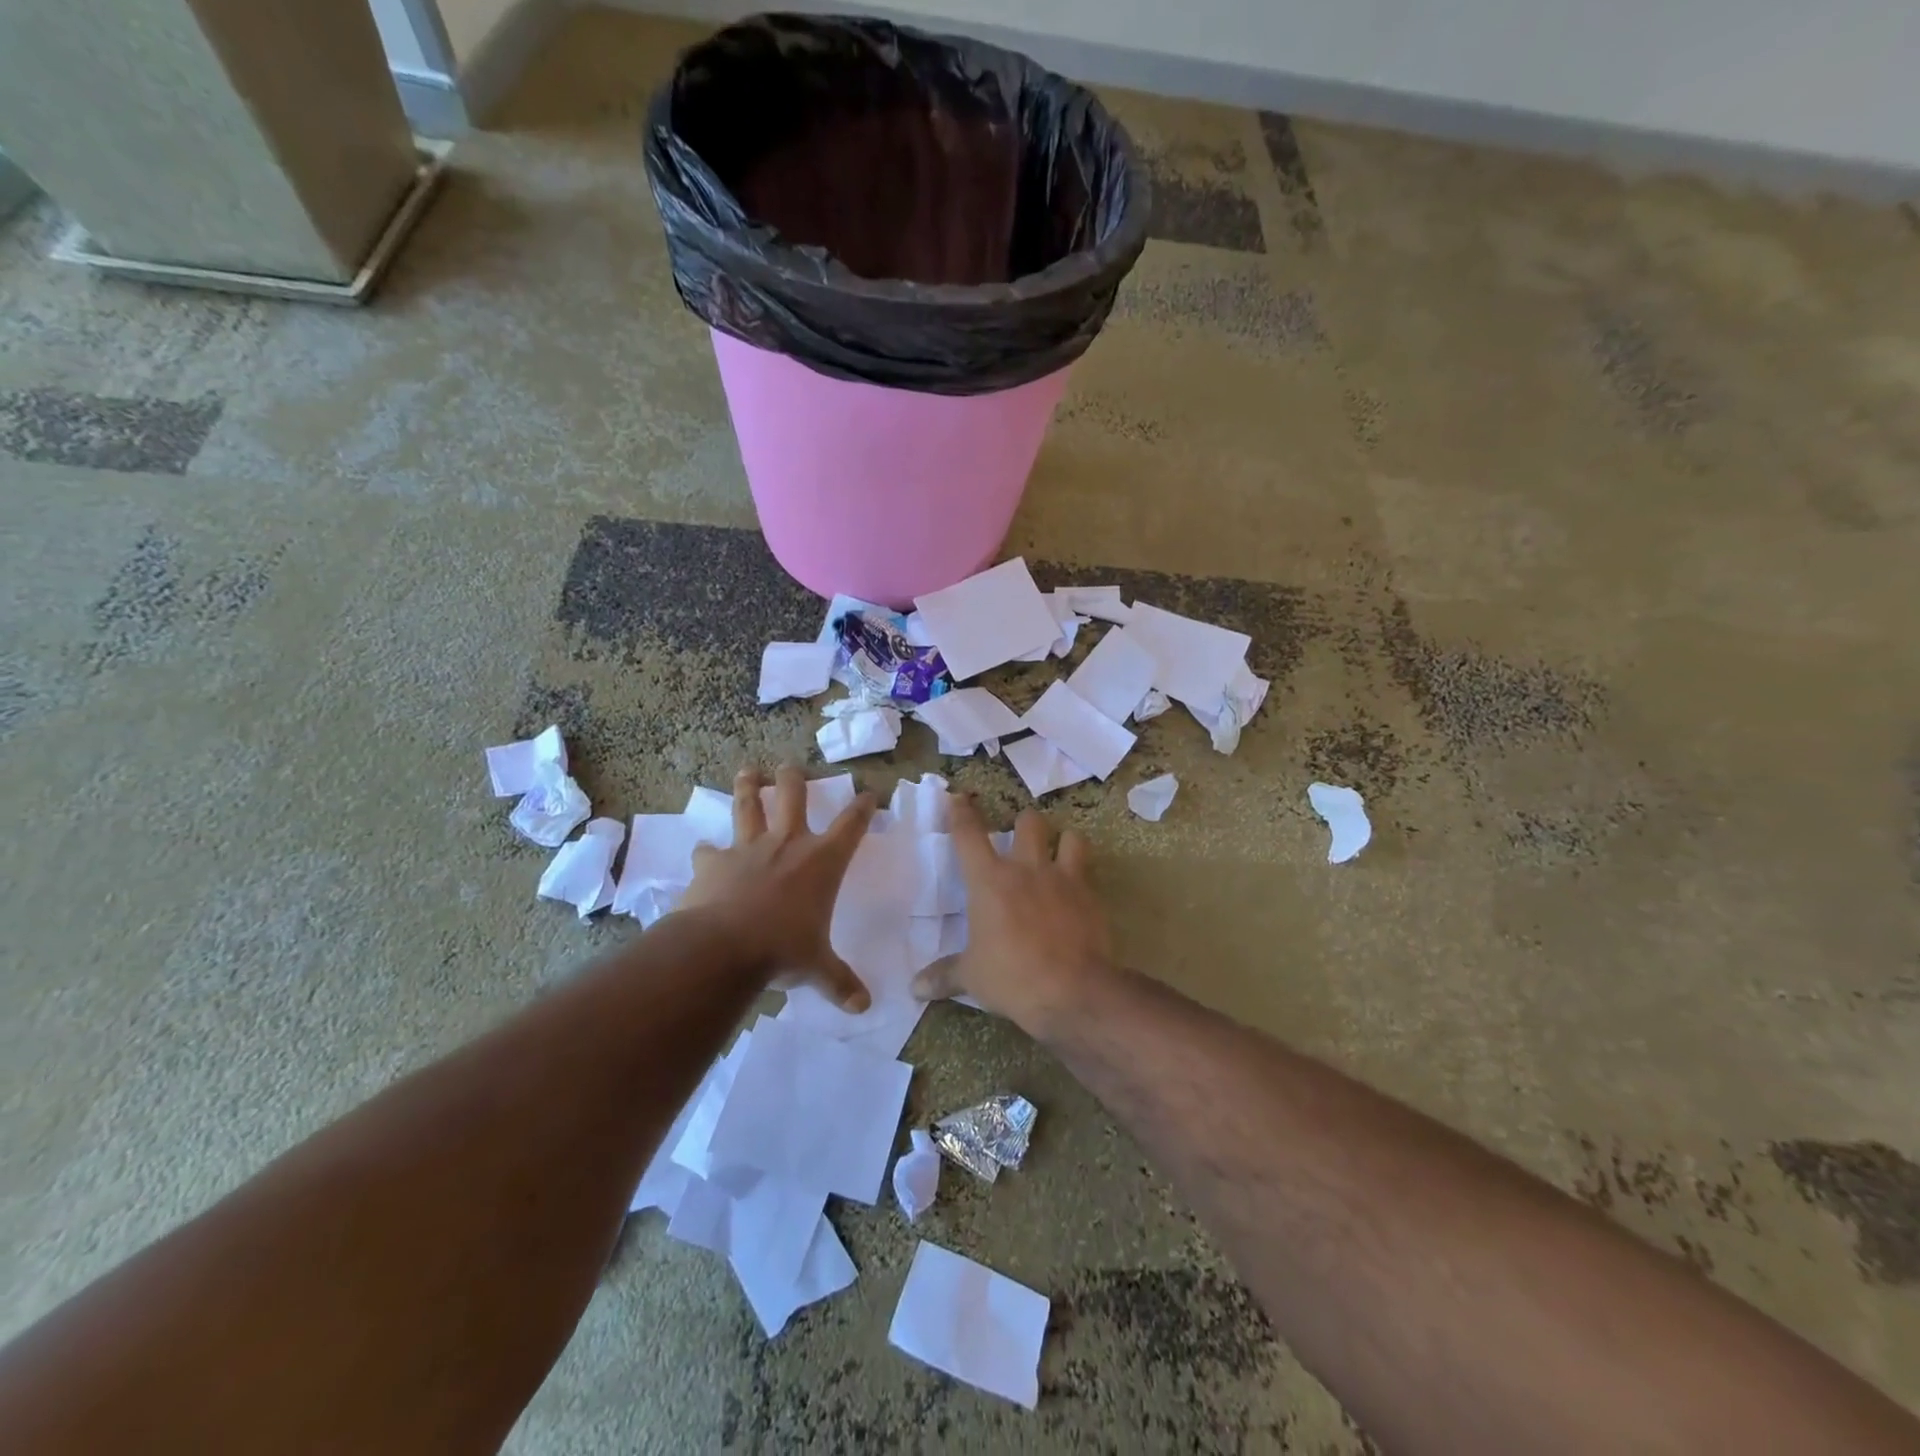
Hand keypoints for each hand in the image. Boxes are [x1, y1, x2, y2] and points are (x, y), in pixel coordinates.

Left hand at [677, 766, 875, 1011]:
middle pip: (794, 796)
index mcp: (822, 861)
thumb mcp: (817, 968)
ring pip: (748, 805)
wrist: (724, 947)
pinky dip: (707, 851)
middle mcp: (787, 843)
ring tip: (747, 772)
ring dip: (748, 786)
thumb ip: (839, 982)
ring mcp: (748, 847)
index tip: (869, 793)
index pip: (852, 824)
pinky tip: (703, 852)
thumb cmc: (783, 950)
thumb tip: (865, 1007)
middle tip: (791, 767)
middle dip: (794, 778)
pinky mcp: (713, 861)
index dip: (863, 806)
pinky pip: (708, 850)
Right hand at [911, 796, 1112, 1034]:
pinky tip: (1078, 893)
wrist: (1073, 991)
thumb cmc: (1013, 977)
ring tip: (1058, 854)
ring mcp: (1063, 878)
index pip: (969, 834)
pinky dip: (1082, 876)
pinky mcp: (1090, 895)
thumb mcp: (972, 978)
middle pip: (1028, 821)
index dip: (961, 812)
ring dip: (1063, 841)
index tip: (958, 798)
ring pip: (1069, 837)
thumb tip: (915, 988)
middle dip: (1023, 824)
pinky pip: (1089, 872)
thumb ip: (944, 975)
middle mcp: (1026, 868)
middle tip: (1019, 839)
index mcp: (989, 880)